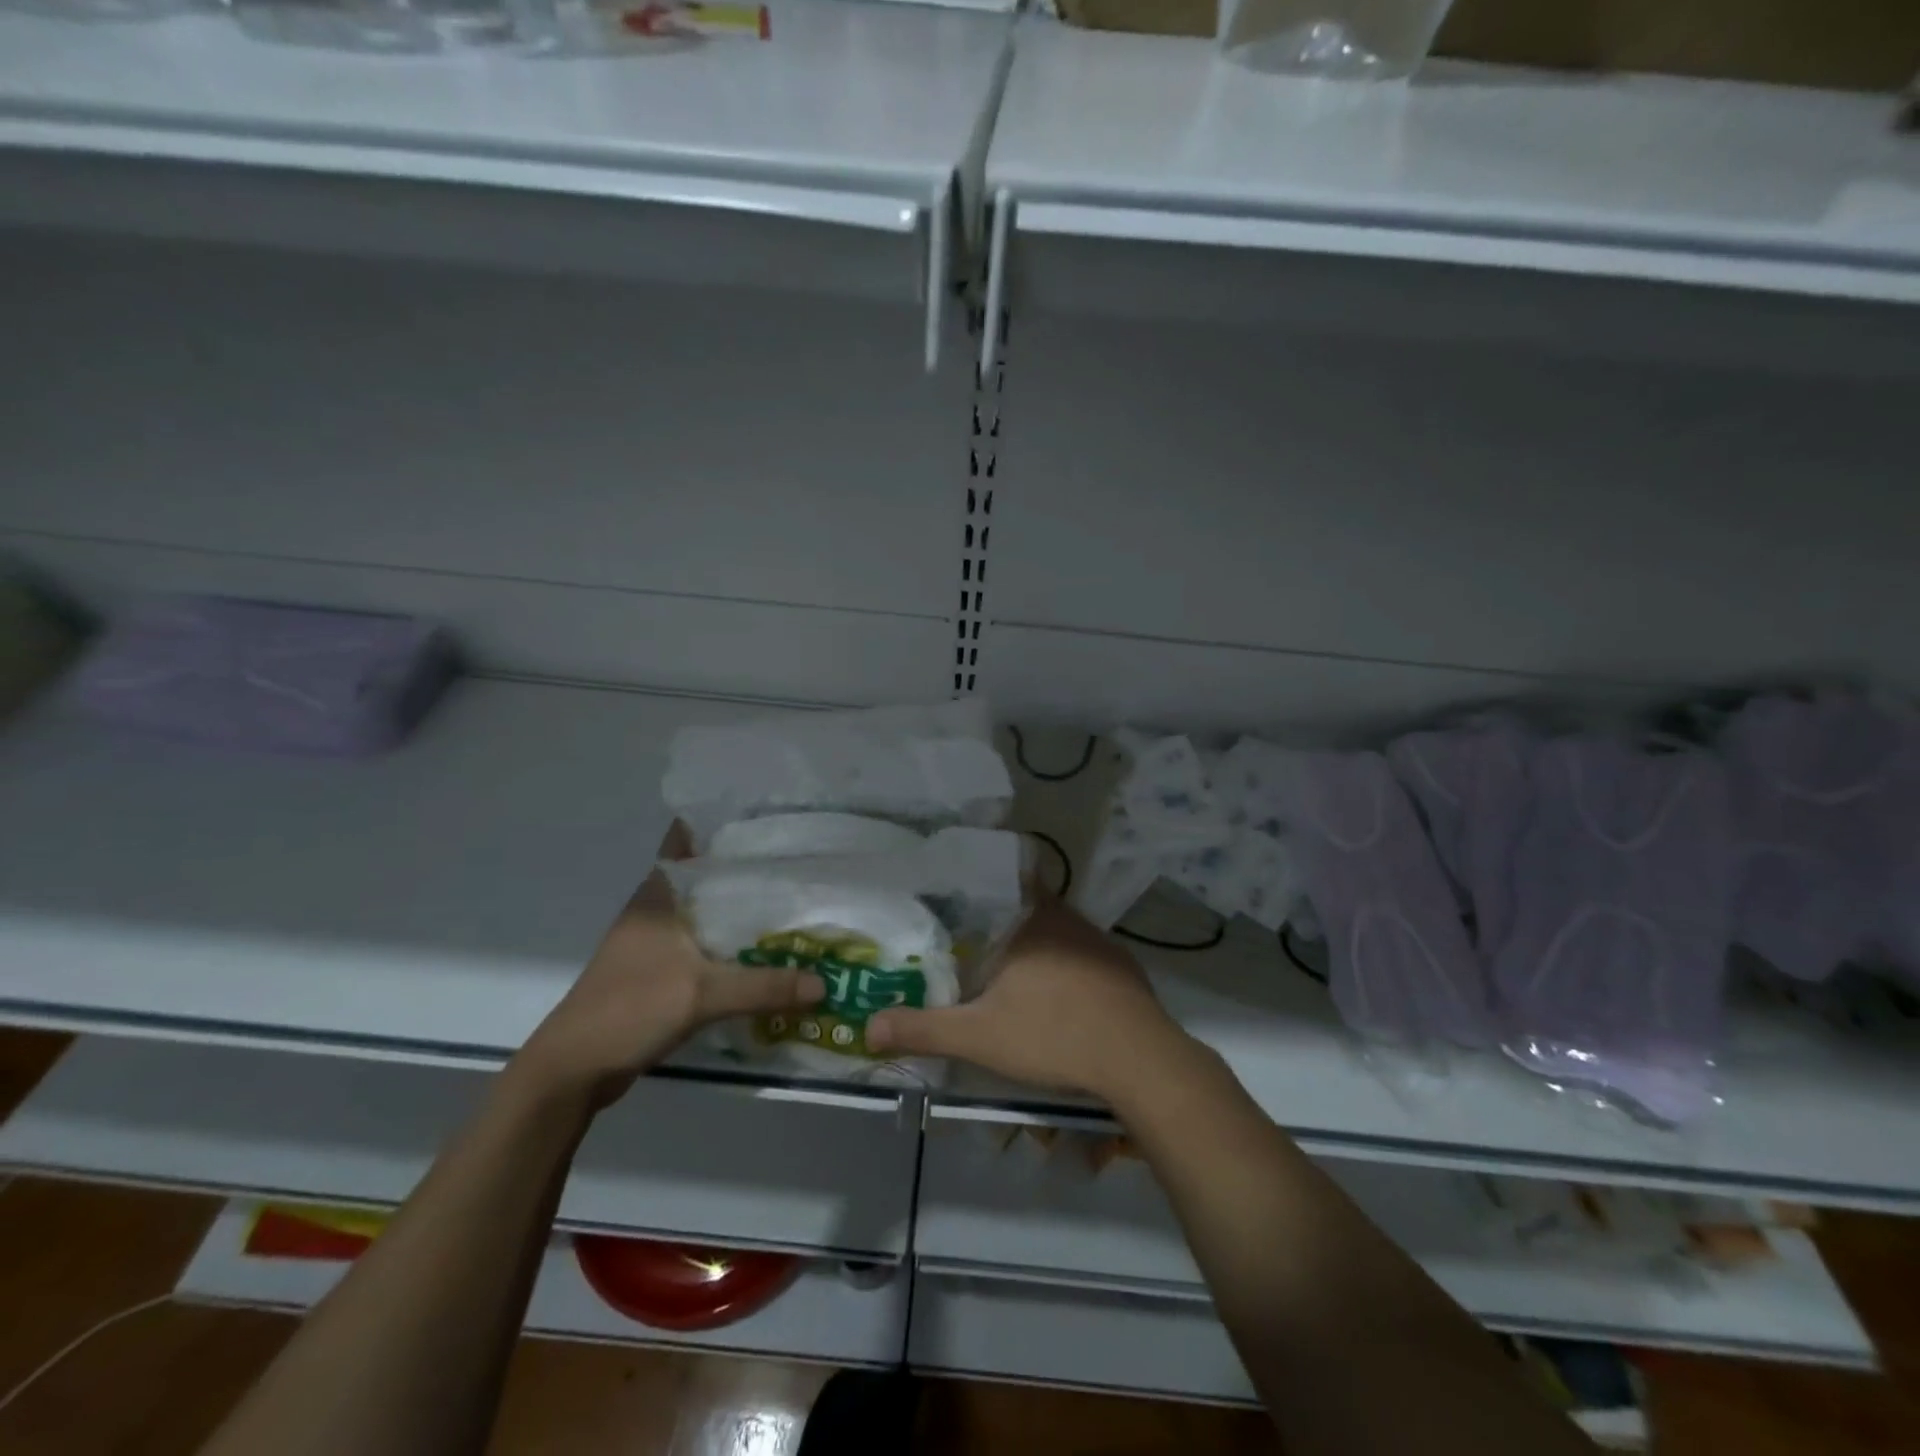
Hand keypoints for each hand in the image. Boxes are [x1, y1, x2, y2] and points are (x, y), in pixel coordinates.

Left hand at [514, 823, 824, 1107]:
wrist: (574, 1069)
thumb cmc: (631, 1008)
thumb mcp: (703, 994)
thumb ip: (765, 986)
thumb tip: (825, 983)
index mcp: (658, 894)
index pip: (687, 837)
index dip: (722, 821)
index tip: (767, 815)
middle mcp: (656, 908)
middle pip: (705, 873)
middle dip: (746, 866)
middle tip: (799, 858)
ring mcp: (654, 939)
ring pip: (706, 909)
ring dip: (739, 908)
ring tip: (791, 900)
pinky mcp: (657, 969)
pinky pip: (703, 942)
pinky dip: (730, 941)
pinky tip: (762, 950)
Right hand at [865, 899, 1194, 1103]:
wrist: (1139, 1059)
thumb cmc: (1053, 1034)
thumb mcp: (979, 1036)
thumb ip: (923, 1028)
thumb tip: (868, 1026)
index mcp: (1031, 920)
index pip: (1006, 879)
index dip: (984, 884)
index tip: (962, 897)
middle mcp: (1067, 920)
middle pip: (1029, 907)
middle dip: (1004, 923)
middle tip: (974, 944)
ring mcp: (1099, 943)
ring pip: (1058, 934)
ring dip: (1037, 948)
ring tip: (1011, 973)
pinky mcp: (1123, 969)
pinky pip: (1085, 958)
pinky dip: (1067, 970)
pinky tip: (1060, 1000)